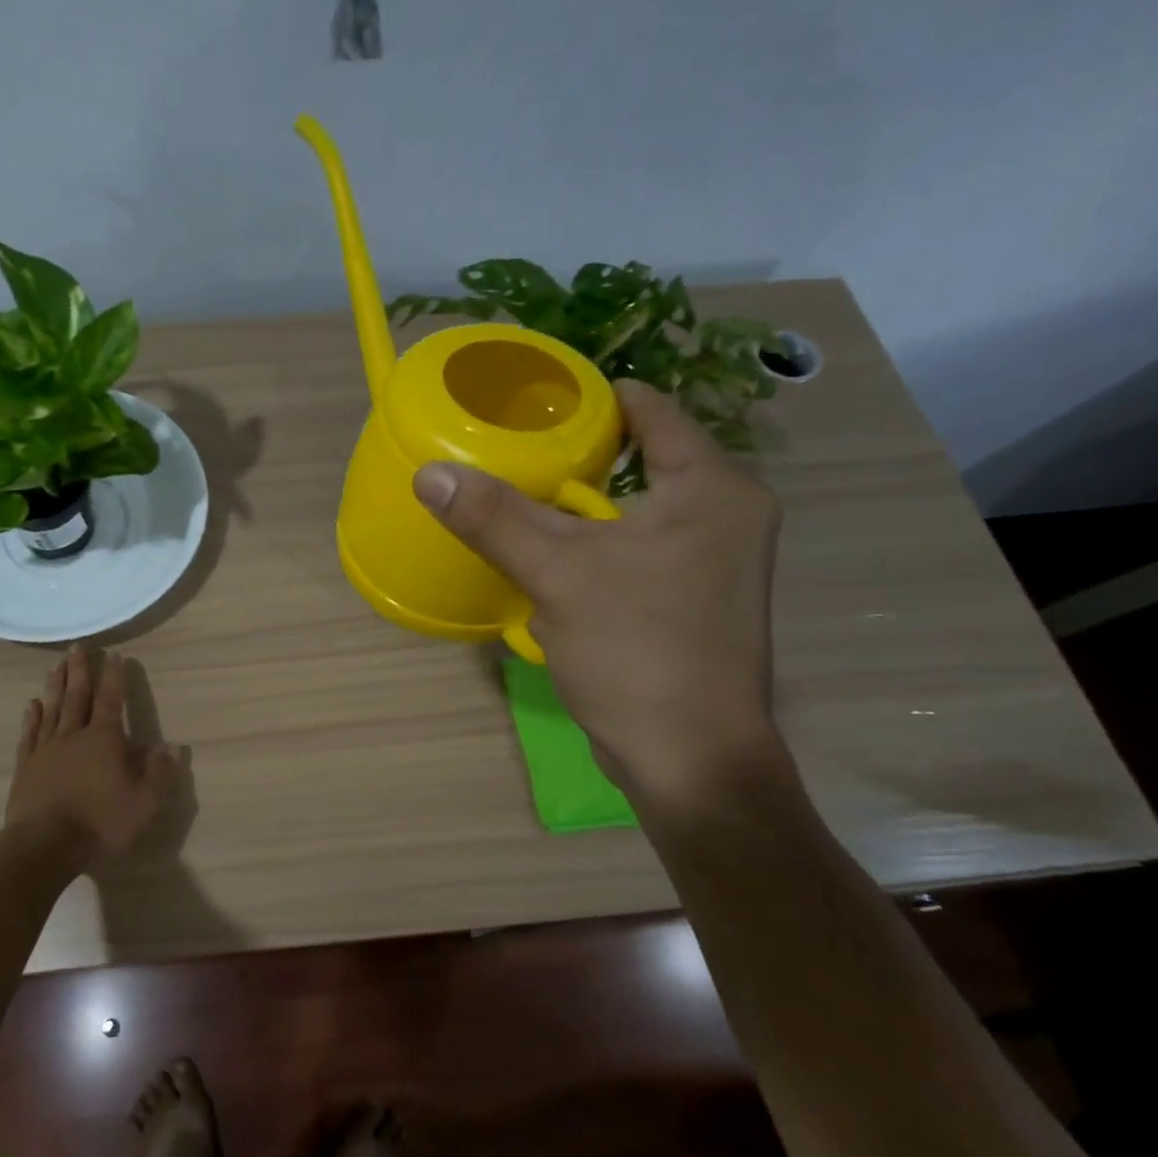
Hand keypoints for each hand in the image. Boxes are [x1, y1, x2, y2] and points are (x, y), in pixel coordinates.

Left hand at [6, 646, 177, 866]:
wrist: (44, 845)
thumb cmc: (99, 823)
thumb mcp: (143, 803)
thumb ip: (158, 773)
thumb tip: (171, 747)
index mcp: (104, 740)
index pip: (112, 700)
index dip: (114, 676)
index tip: (114, 654)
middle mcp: (74, 735)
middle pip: (78, 696)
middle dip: (80, 670)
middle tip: (77, 646)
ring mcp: (46, 749)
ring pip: (52, 708)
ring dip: (56, 685)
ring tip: (56, 664)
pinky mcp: (26, 766)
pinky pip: (30, 734)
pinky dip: (32, 716)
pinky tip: (32, 704)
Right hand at [413, 379, 782, 802]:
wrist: (689, 757)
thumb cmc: (636, 650)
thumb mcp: (557, 573)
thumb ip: (494, 517)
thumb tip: (431, 472)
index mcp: (713, 489)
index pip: (651, 411)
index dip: (591, 398)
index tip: (533, 400)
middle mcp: (726, 515)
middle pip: (643, 458)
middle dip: (578, 454)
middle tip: (513, 448)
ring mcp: (714, 562)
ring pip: (636, 509)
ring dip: (582, 504)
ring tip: (520, 495)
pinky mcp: (694, 600)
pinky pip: (638, 548)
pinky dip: (596, 543)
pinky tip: (551, 554)